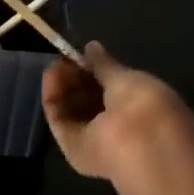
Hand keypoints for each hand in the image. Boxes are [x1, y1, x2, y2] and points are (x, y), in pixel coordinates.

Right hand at [42, 42, 191, 179]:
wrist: (138, 145)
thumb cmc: (143, 105)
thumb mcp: (128, 77)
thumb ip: (105, 64)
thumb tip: (91, 47)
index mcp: (141, 110)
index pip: (112, 89)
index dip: (96, 71)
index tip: (83, 54)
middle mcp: (117, 126)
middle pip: (89, 100)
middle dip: (76, 78)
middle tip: (64, 59)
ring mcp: (95, 139)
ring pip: (73, 109)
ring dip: (63, 86)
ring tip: (56, 65)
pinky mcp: (73, 147)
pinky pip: (61, 118)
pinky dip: (54, 97)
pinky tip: (51, 75)